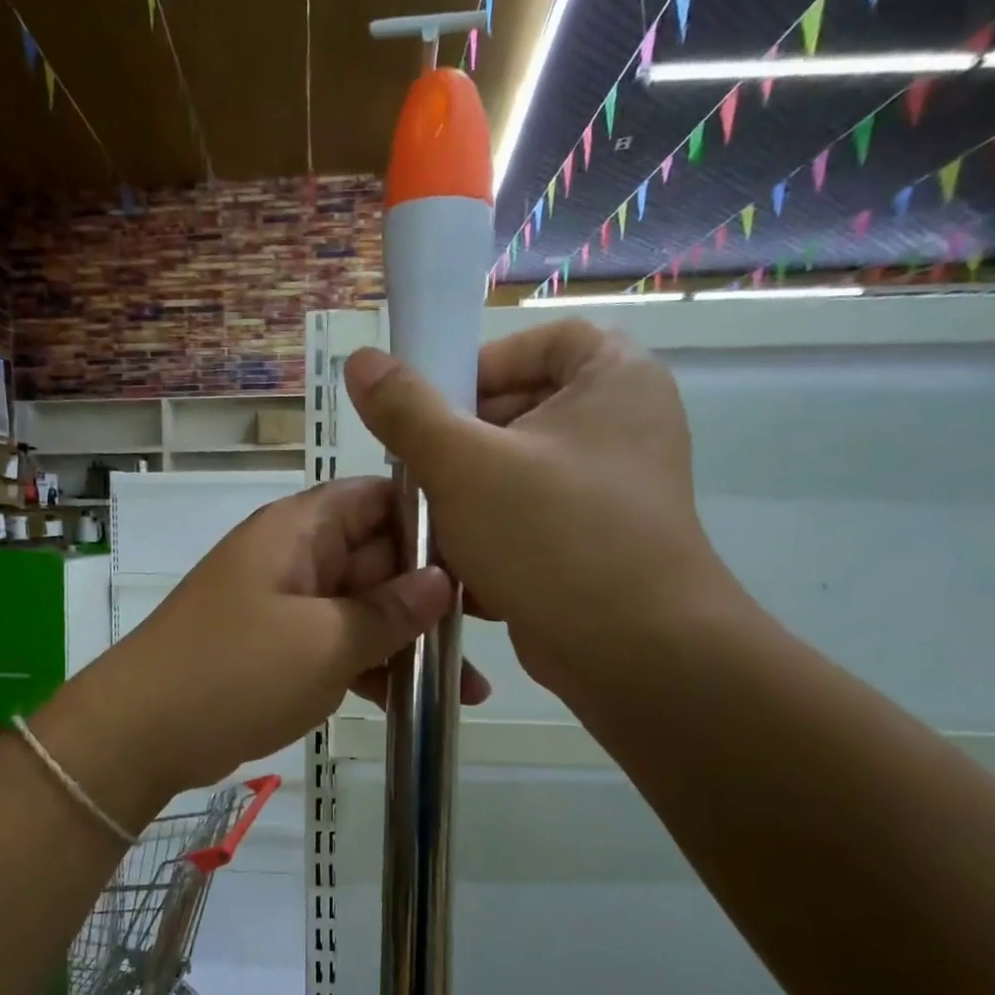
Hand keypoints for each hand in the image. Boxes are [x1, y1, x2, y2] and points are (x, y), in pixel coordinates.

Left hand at [91, 478, 489, 797]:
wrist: (141, 734)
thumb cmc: (235, 671)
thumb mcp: (324, 640)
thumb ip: (389, 610)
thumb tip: (443, 582)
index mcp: (300, 530)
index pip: (378, 498)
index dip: (431, 519)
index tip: (483, 556)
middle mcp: (297, 557)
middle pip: (379, 557)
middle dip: (432, 595)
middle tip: (493, 632)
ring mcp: (289, 605)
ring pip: (365, 609)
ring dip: (411, 643)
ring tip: (471, 690)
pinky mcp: (283, 649)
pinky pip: (341, 645)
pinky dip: (375, 670)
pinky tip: (421, 705)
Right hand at [344, 319, 737, 704]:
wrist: (633, 653)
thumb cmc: (552, 536)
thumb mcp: (463, 464)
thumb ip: (407, 409)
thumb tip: (362, 360)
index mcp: (614, 380)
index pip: (544, 341)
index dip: (485, 364)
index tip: (440, 408)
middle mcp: (623, 426)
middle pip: (523, 409)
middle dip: (462, 444)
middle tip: (420, 473)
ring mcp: (614, 489)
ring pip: (519, 471)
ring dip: (467, 495)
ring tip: (431, 522)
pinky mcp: (598, 542)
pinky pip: (532, 518)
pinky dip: (493, 533)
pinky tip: (458, 562)